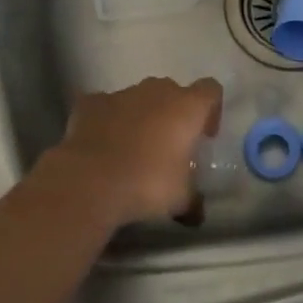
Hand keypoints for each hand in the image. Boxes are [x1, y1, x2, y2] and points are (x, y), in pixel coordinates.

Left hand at [45, 76, 221, 225]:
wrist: (91, 180)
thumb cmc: (147, 183)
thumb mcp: (181, 198)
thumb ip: (193, 198)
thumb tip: (197, 211)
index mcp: (187, 106)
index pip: (210, 90)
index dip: (211, 110)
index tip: (204, 136)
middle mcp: (157, 90)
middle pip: (173, 92)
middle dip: (173, 114)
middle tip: (169, 146)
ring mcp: (122, 93)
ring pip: (139, 98)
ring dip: (140, 117)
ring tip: (132, 149)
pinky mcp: (91, 102)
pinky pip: (105, 107)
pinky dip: (107, 120)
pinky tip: (102, 145)